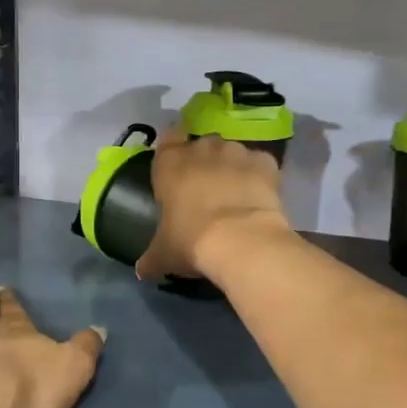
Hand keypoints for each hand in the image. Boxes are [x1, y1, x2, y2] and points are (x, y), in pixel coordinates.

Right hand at [134, 127, 291, 281]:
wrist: (241, 241)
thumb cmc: (191, 240)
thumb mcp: (163, 254)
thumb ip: (151, 258)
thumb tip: (141, 270)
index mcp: (170, 163)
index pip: (168, 137)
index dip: (173, 146)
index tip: (177, 164)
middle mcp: (202, 148)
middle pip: (202, 146)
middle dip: (204, 161)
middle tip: (205, 188)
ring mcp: (236, 152)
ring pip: (231, 153)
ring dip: (231, 167)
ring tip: (234, 194)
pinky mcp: (265, 162)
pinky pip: (259, 164)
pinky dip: (259, 176)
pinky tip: (258, 197)